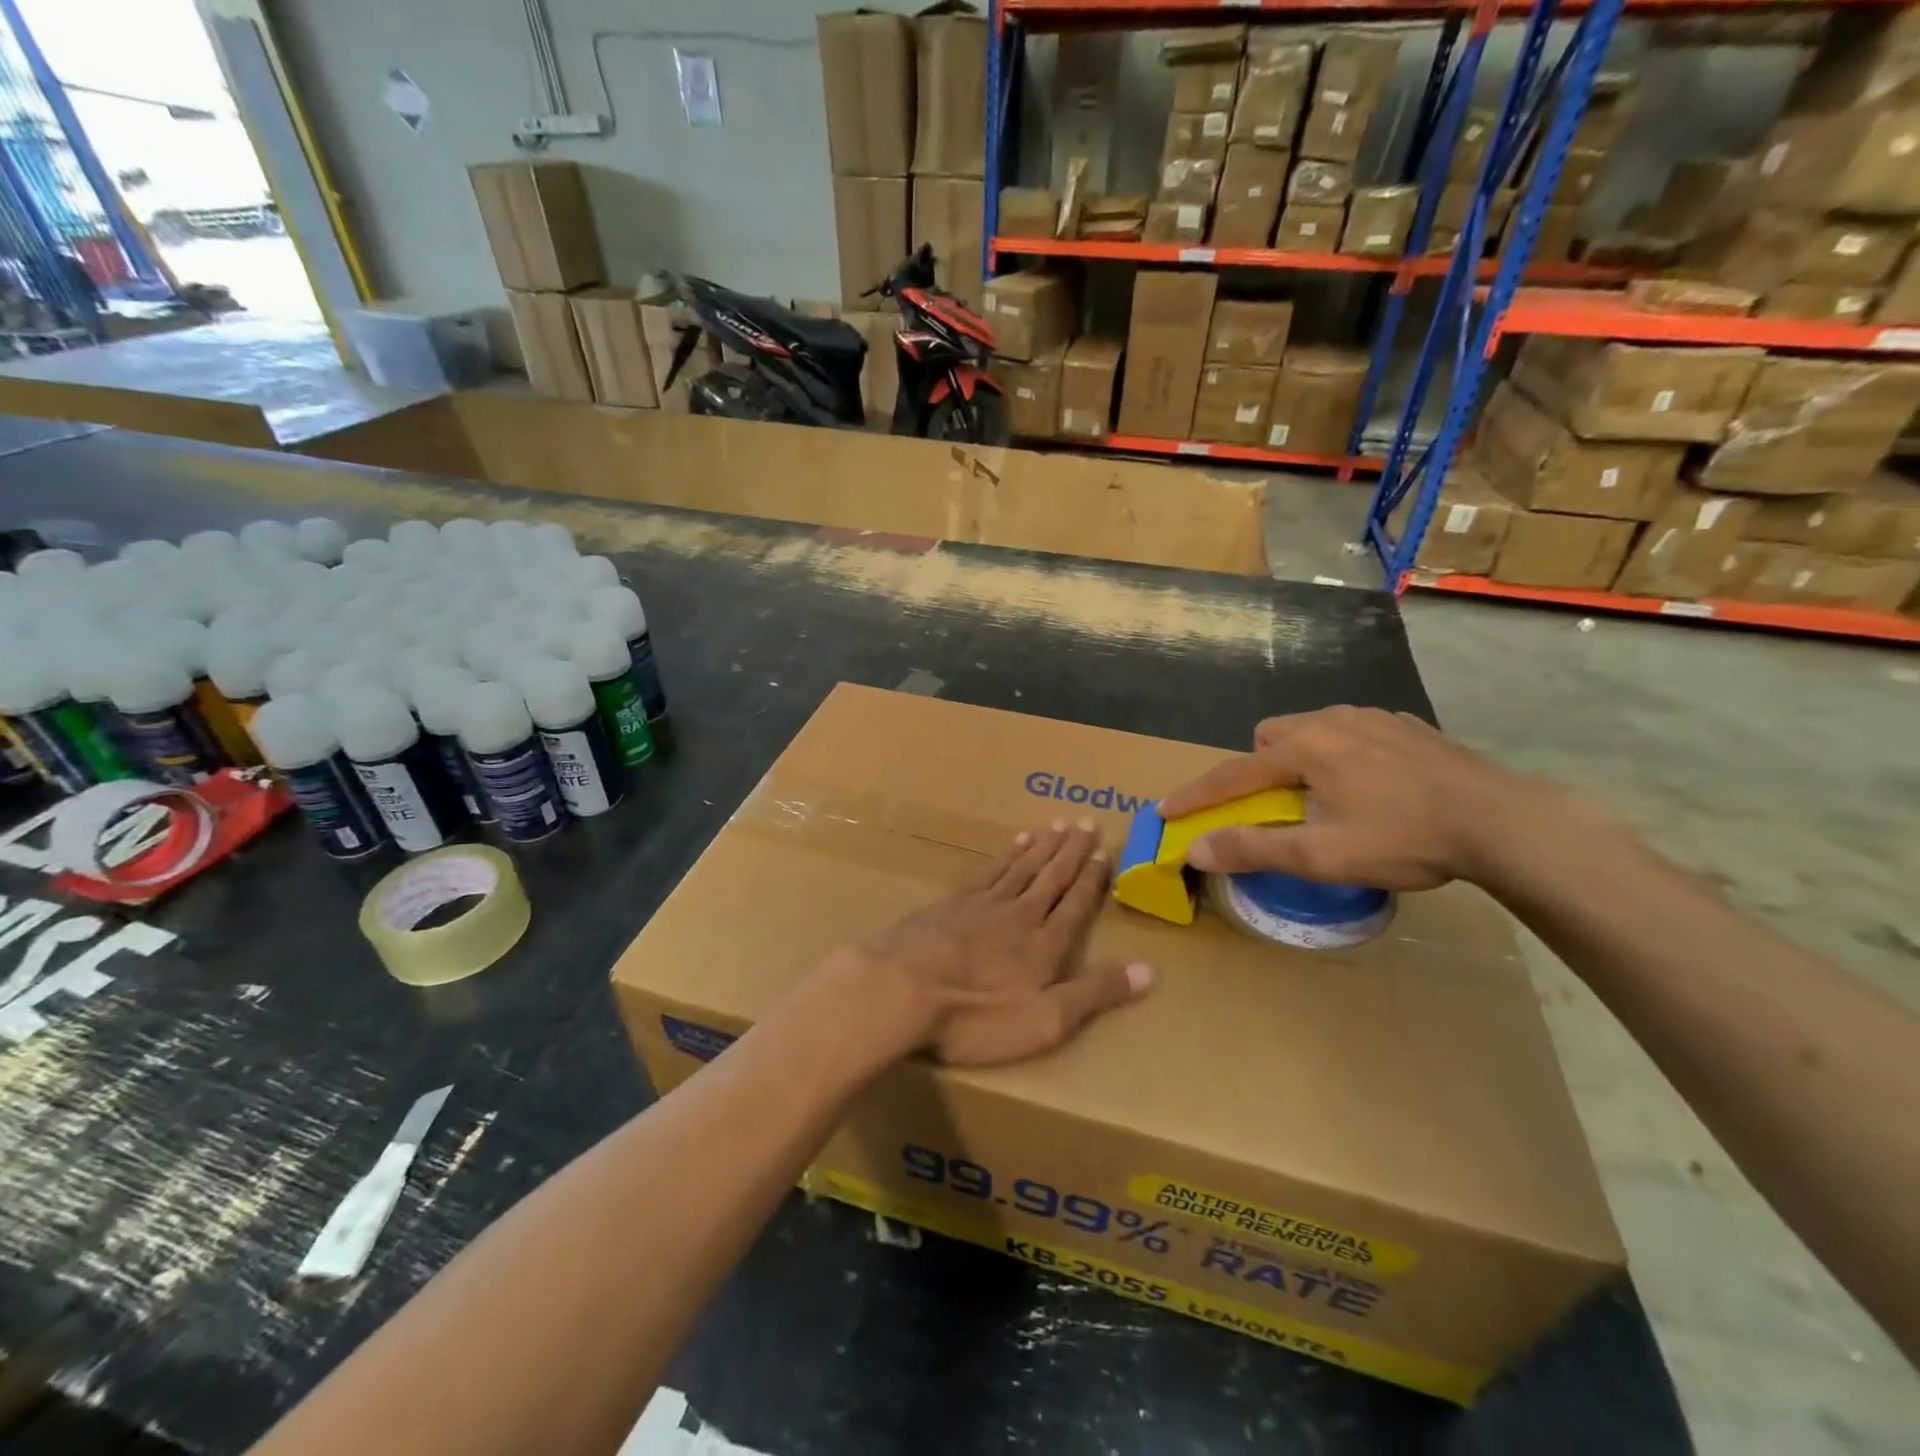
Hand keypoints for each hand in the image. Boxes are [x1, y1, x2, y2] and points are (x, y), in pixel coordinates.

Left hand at [826, 821, 1153, 1066]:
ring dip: (1041, 846)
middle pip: (1050, 876)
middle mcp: (1018, 913)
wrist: (900, 989)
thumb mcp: (1045, 1019)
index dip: (1092, 879)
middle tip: (1087, 821)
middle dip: (1071, 851)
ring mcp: (981, 904)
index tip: (1104, 851)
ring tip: (1056, 825)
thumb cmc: (976, 1016)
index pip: (1075, 903)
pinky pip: (987, 870)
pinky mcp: (949, 903)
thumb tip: (1151, 971)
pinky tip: (1011, 845)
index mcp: (1044, 943)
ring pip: (1020, 866)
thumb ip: (1096, 993)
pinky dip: (1004, 855)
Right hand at [1158, 707, 1551, 891]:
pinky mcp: (1406, 725)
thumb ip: (1254, 849)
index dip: (1195, 796)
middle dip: (1257, 769)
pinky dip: (1340, 754)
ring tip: (1324, 796)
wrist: (1504, 821)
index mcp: (1304, 748)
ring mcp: (1372, 717)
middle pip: (1269, 738)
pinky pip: (1350, 730)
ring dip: (1299, 758)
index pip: (1232, 774)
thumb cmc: (1405, 839)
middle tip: (1275, 807)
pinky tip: (1371, 785)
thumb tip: (1196, 849)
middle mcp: (1331, 720)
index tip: (1165, 811)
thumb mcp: (1322, 855)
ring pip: (1310, 729)